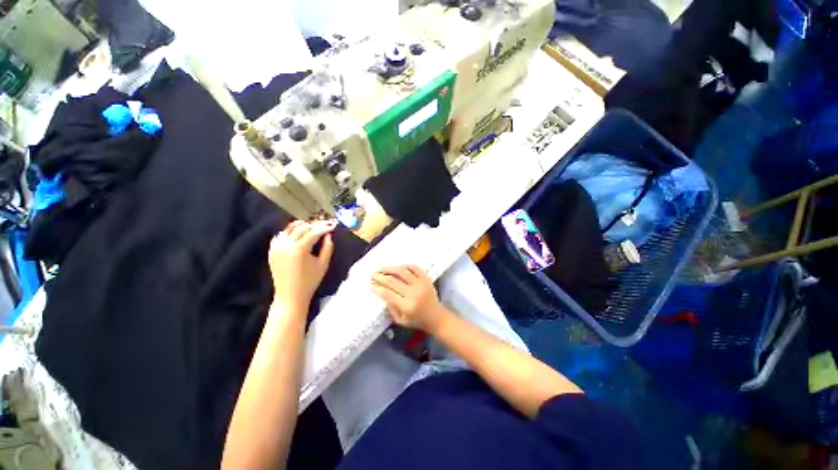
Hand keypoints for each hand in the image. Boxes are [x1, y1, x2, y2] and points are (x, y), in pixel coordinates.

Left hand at [269, 220, 335, 309]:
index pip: (313, 232)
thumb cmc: (310, 281)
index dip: (324, 228)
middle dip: (314, 225)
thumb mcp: (323, 264)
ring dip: (302, 226)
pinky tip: (297, 233)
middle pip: (302, 228)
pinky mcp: (272, 250)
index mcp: (299, 249)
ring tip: (312, 227)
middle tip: (324, 225)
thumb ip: (328, 247)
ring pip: (289, 228)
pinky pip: (280, 235)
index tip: (333, 225)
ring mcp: (276, 247)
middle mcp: (286, 245)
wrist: (290, 295)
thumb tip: (329, 235)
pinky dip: (289, 231)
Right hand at [371, 265, 448, 332]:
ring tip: (381, 267)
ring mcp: (420, 284)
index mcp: (407, 306)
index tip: (370, 284)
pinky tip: (398, 266)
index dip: (377, 288)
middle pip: (393, 281)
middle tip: (372, 275)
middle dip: (380, 277)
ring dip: (390, 268)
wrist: (436, 316)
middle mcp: (413, 293)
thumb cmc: (417, 320)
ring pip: (403, 272)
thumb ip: (391, 308)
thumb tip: (383, 294)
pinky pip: (415, 268)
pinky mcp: (426, 278)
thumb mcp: (401, 321)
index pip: (388, 294)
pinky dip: (405, 265)